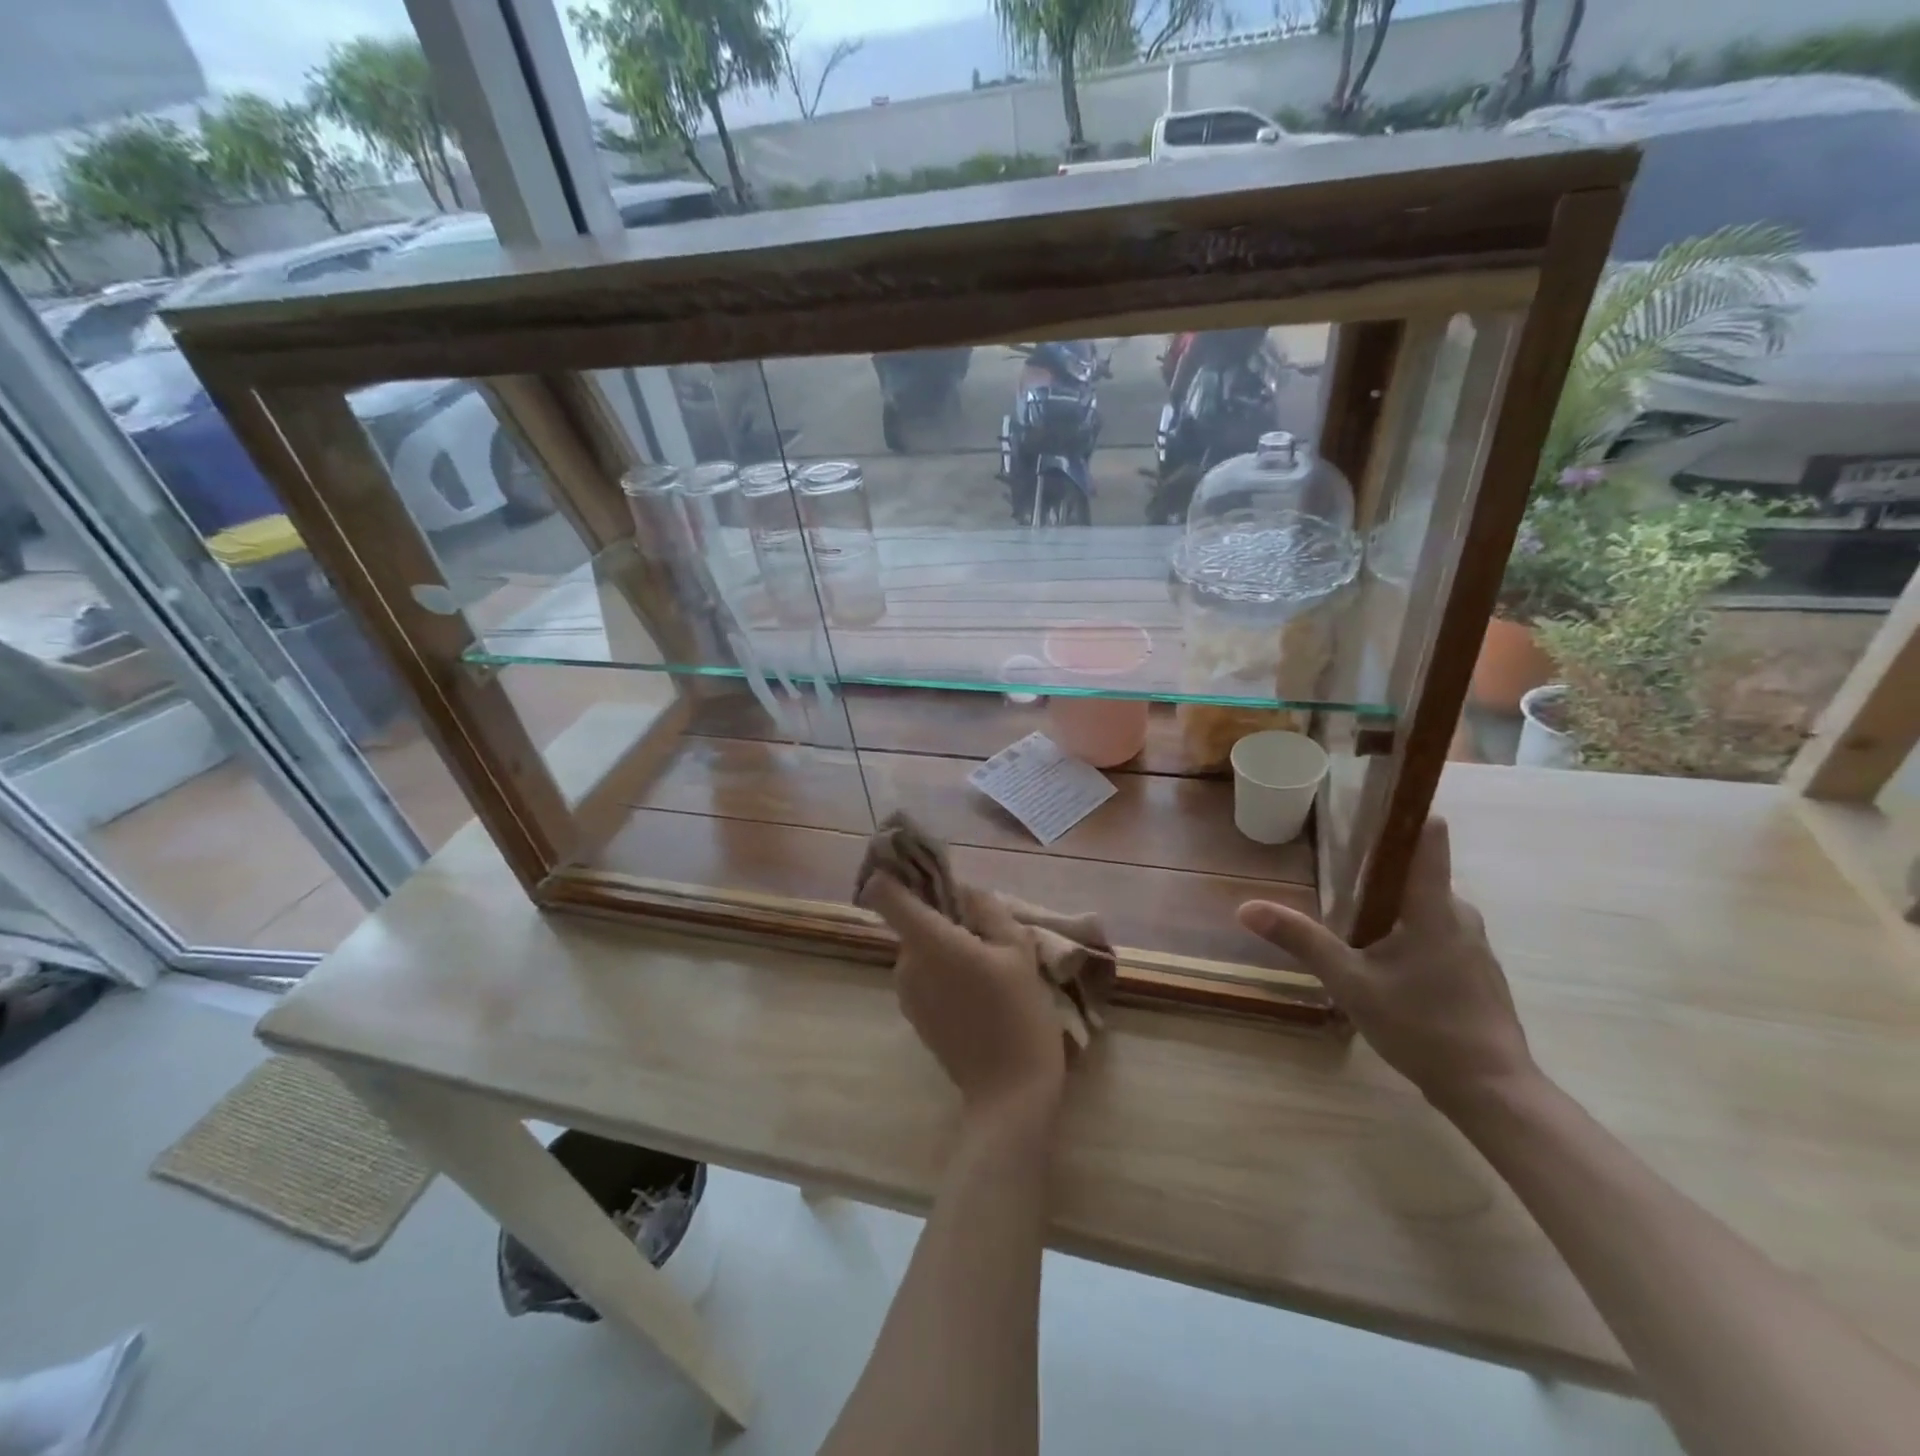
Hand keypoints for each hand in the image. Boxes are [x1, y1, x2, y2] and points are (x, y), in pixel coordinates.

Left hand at [860, 873, 1067, 1118]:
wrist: (1009, 1094)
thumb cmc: (1018, 1013)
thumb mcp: (1018, 951)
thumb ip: (989, 911)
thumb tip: (967, 892)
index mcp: (928, 941)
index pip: (885, 894)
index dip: (894, 875)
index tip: (918, 870)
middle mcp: (906, 963)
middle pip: (913, 922)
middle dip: (943, 918)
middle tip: (986, 932)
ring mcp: (906, 993)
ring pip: (921, 950)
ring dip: (946, 947)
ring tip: (990, 966)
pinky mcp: (914, 1017)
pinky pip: (924, 976)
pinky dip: (944, 973)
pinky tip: (980, 993)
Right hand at [1237, 818, 1536, 1111]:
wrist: (1493, 1092)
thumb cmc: (1423, 1027)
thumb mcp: (1350, 983)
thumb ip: (1301, 941)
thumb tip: (1246, 907)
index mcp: (1434, 906)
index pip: (1428, 836)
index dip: (1403, 812)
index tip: (1368, 800)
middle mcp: (1460, 915)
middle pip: (1415, 873)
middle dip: (1375, 870)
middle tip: (1330, 872)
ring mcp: (1472, 945)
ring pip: (1423, 907)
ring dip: (1389, 907)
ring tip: (1347, 919)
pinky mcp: (1474, 971)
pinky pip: (1435, 933)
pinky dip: (1406, 934)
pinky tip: (1380, 963)